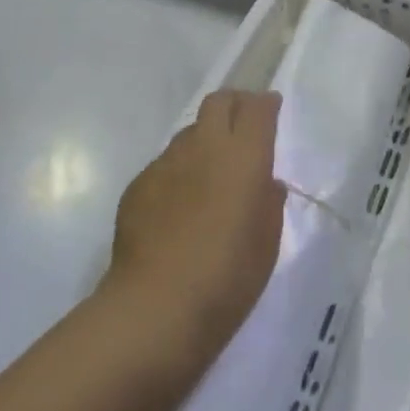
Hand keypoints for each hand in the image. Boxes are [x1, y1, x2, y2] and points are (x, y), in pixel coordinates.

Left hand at [105, 91, 286, 358]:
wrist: (156, 308)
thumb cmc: (228, 277)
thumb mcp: (267, 243)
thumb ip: (269, 203)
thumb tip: (265, 185)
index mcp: (244, 156)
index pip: (257, 108)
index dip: (266, 104)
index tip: (271, 109)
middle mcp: (204, 146)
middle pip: (218, 102)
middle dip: (234, 105)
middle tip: (242, 127)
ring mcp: (166, 163)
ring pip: (189, 133)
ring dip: (204, 141)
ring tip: (209, 174)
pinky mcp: (138, 184)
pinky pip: (165, 165)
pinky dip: (178, 173)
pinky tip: (178, 208)